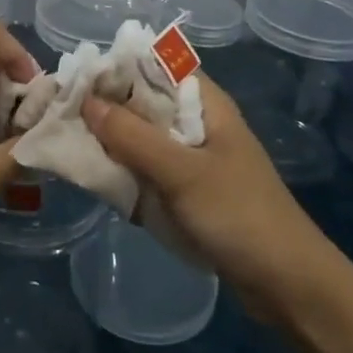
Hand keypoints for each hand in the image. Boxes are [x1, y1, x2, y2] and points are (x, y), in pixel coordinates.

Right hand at [82, 72, 335, 319]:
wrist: (289, 287)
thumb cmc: (239, 215)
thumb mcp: (181, 173)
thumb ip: (132, 136)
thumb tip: (86, 102)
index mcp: (205, 104)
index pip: (155, 65)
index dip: (117, 67)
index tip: (76, 79)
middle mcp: (197, 123)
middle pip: (144, 101)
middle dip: (107, 107)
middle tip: (64, 115)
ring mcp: (193, 159)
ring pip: (142, 137)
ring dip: (113, 141)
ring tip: (71, 145)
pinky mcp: (188, 191)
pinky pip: (148, 169)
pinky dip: (125, 170)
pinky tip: (98, 178)